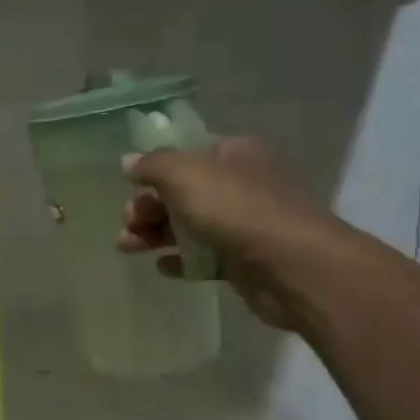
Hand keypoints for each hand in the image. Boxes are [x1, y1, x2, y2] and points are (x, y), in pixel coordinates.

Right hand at [117, 137, 348, 331]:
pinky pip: (203, 257)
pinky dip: (180, 260)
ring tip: (129, 247)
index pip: (187, 153)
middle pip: (182, 192)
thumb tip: (129, 162)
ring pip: (188, 226)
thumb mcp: (184, 174)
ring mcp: (243, 224)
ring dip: (154, 234)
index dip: (155, 168)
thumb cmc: (236, 209)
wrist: (291, 266)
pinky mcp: (242, 261)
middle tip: (128, 223)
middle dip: (147, 206)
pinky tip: (163, 267)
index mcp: (234, 154)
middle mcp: (241, 185)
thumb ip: (153, 165)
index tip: (130, 186)